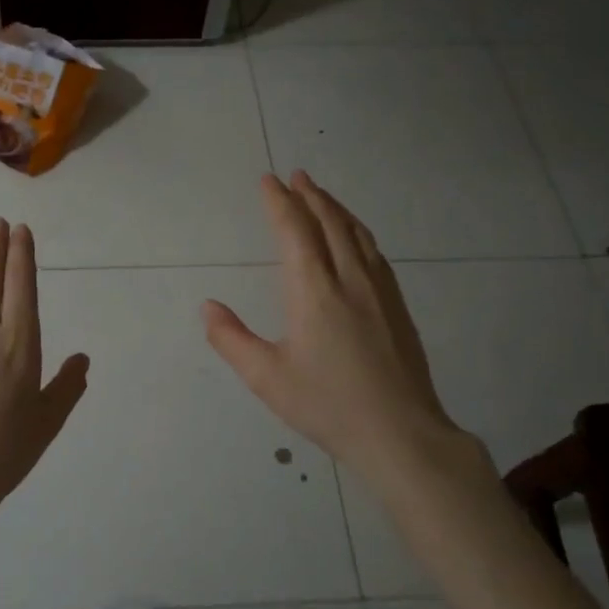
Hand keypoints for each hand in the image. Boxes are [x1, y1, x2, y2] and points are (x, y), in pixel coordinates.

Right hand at [203, 172, 486, 489]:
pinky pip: (374, 252)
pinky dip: (358, 231)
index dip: (279, 202)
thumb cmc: (327, 405)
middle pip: (329, 223)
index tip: (268, 180)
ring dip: (335, 208)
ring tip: (321, 195)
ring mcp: (379, 291)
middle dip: (309, 195)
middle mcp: (349, 279)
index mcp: (313, 291)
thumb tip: (208, 306)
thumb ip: (232, 339)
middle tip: (296, 175)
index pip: (294, 231)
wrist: (400, 433)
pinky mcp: (397, 306)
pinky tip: (356, 238)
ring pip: (356, 234)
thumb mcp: (267, 378)